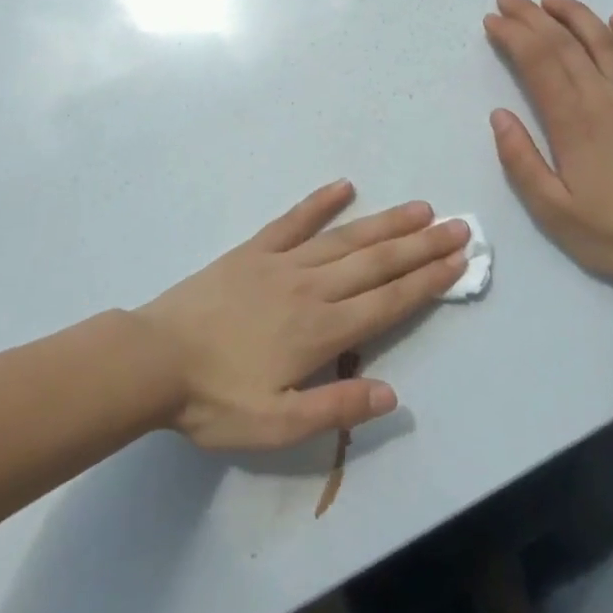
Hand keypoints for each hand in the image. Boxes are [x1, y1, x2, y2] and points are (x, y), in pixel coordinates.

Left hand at [136, 182, 468, 449]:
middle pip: (376, 262)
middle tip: (458, 225)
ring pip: (346, 238)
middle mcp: (311, 288)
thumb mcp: (275, 426)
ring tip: (420, 209)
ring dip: (386, 223)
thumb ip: (335, 409)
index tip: (458, 260)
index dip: (426, 281)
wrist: (153, 359)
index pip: (387, 302)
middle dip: (421, 245)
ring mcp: (281, 263)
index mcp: (320, 330)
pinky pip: (293, 221)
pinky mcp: (253, 250)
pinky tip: (344, 186)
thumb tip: (393, 395)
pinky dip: (320, 203)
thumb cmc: (214, 400)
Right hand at [483, 0, 612, 292]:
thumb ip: (521, 159)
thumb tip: (499, 115)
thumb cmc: (608, 233)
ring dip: (577, 15)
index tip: (493, 20)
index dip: (513, 36)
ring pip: (606, 43)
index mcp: (573, 122)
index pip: (538, 62)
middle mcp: (606, 100)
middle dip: (532, 16)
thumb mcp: (550, 208)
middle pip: (565, 44)